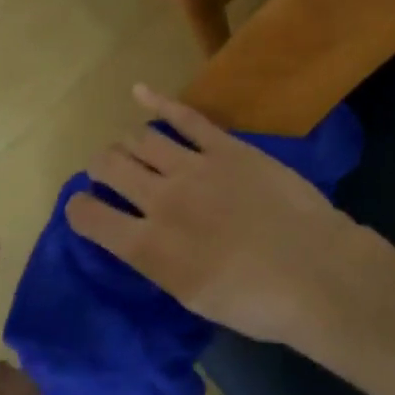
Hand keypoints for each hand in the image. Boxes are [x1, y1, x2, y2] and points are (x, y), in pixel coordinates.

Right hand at [65, 86, 376, 344]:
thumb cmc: (256, 303)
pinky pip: (184, 116)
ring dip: (129, 144)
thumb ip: (159, 262)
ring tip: (135, 151)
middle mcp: (161, 201)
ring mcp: (194, 167)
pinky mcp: (226, 147)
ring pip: (140, 139)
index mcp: (149, 247)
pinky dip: (157, 101)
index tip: (84, 208)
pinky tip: (139, 91)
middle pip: (109, 166)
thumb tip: (143, 238)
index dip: (79, 209)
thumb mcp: (192, 298)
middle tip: (109, 175)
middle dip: (101, 168)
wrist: (315, 271)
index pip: (90, 217)